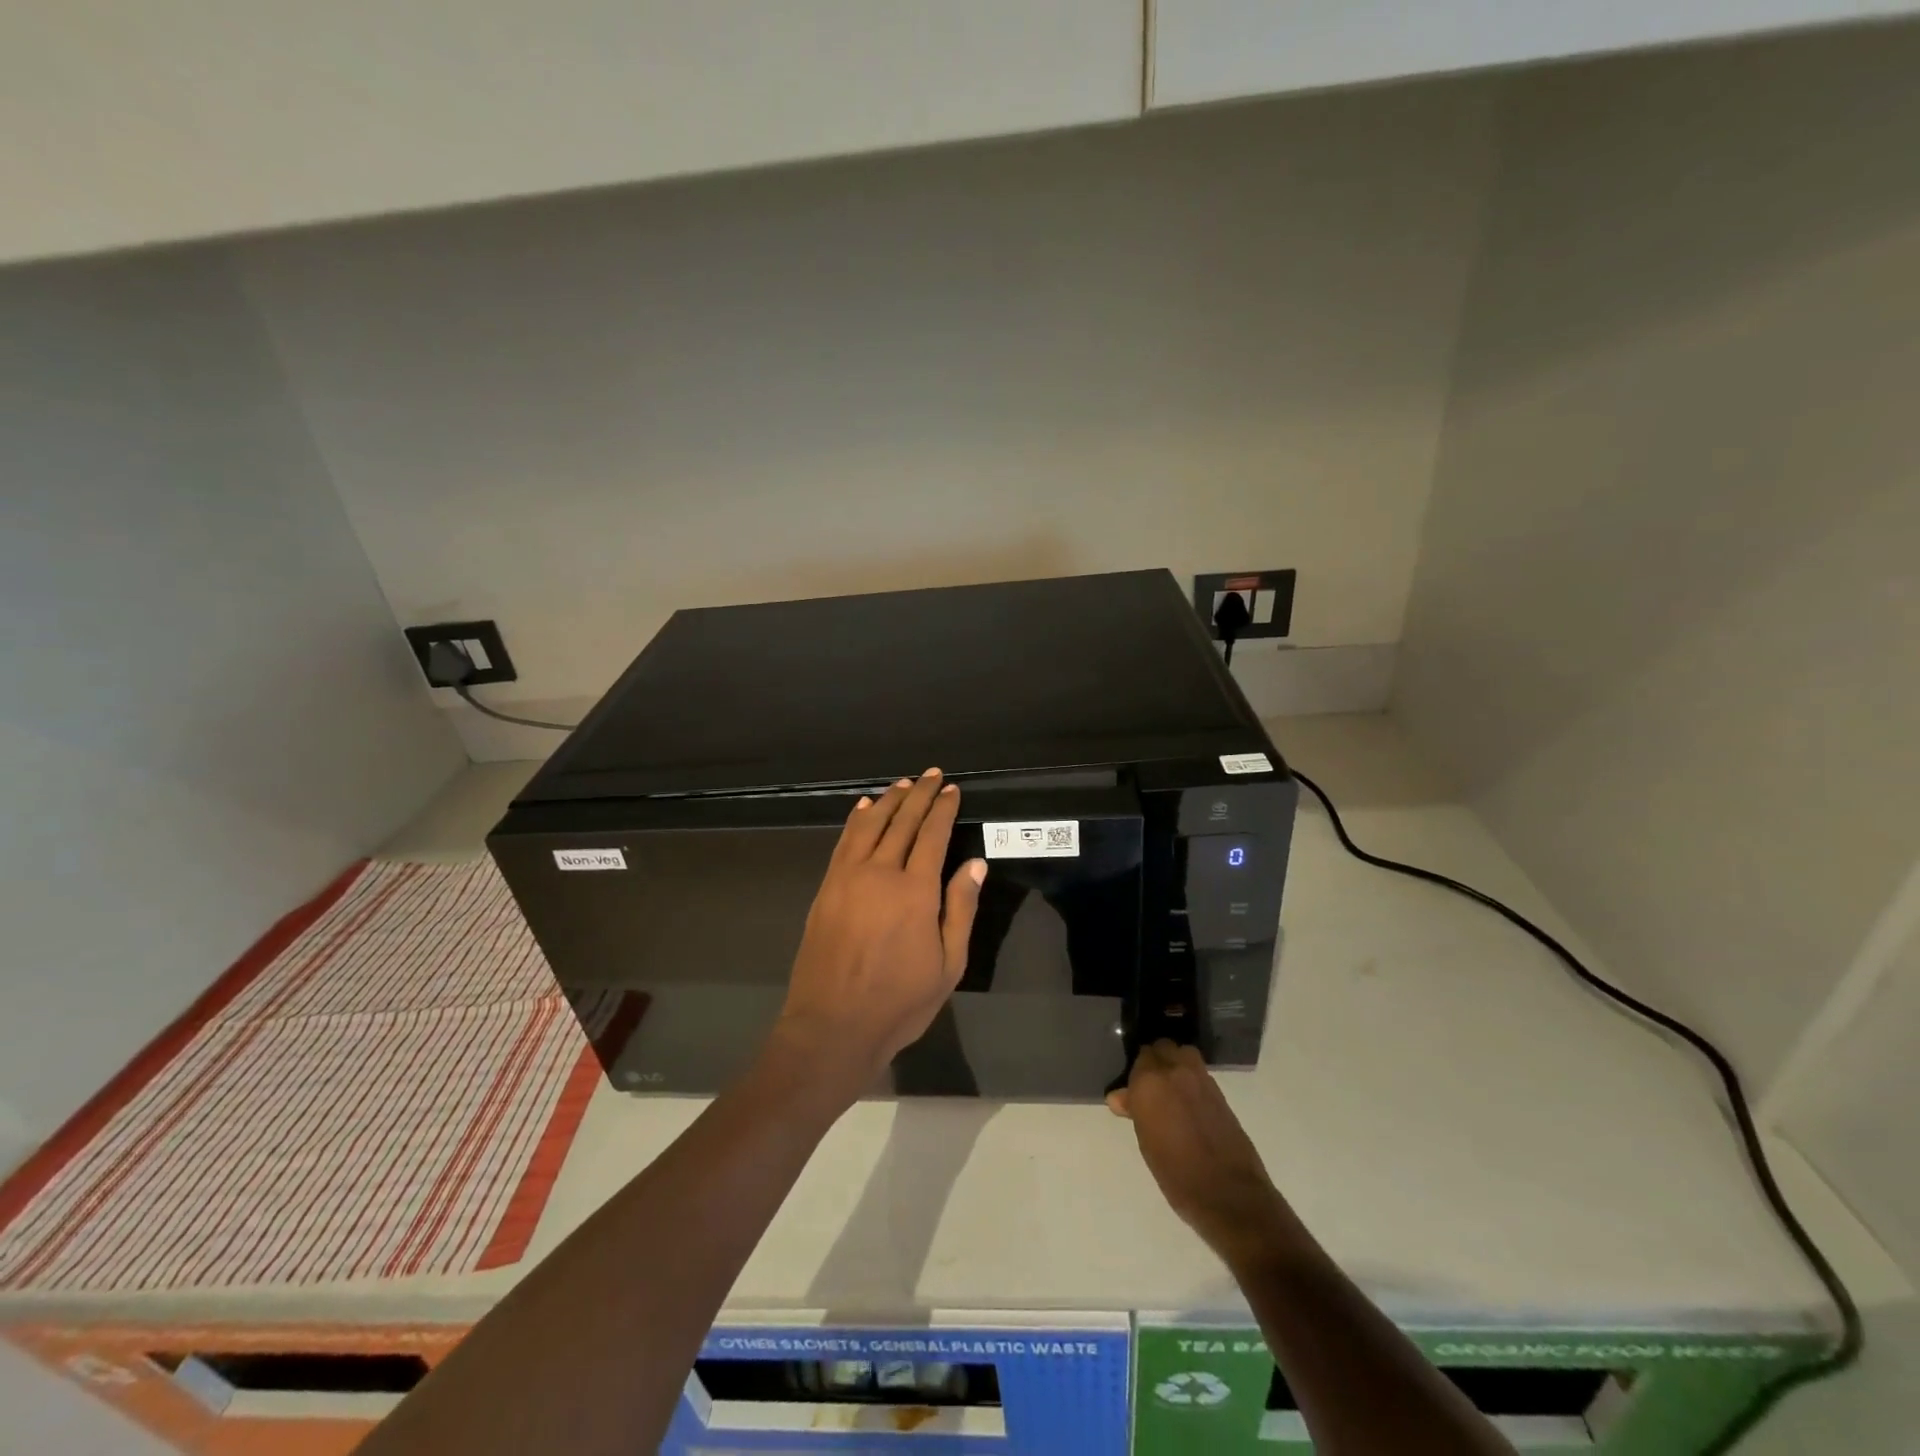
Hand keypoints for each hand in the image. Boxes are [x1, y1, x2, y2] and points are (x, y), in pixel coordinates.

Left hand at [774, 769, 985, 1089]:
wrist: (832, 1026)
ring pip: (870, 825)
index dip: (944, 809)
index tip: (952, 789)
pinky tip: (864, 808)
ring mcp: (847, 878)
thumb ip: (961, 909)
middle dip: (920, 795)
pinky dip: (856, 820)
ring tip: (904, 784)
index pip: (933, 835)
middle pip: (902, 822)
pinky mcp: (826, 888)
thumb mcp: (948, 965)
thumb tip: (975, 864)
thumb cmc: (899, 1002)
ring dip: (889, 800)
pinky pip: (844, 842)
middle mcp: (880, 873)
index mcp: (915, 891)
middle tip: (933, 775)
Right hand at [1108, 1041, 1289, 1264]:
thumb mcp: (1147, 1144)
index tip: (1132, 1089)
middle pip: (1162, 1048)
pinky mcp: (1220, 1092)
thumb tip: (1119, 1097)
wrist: (1229, 1195)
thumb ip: (1135, 1112)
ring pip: (1182, 1054)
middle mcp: (1175, 1071)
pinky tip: (1188, 1102)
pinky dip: (1190, 1078)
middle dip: (1154, 1061)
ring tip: (1170, 1090)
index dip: (1135, 1073)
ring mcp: (1201, 1079)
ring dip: (1174, 1063)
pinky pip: (1199, 1072)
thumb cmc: (1177, 1175)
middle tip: (1149, 1086)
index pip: (1139, 1058)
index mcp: (1150, 1082)